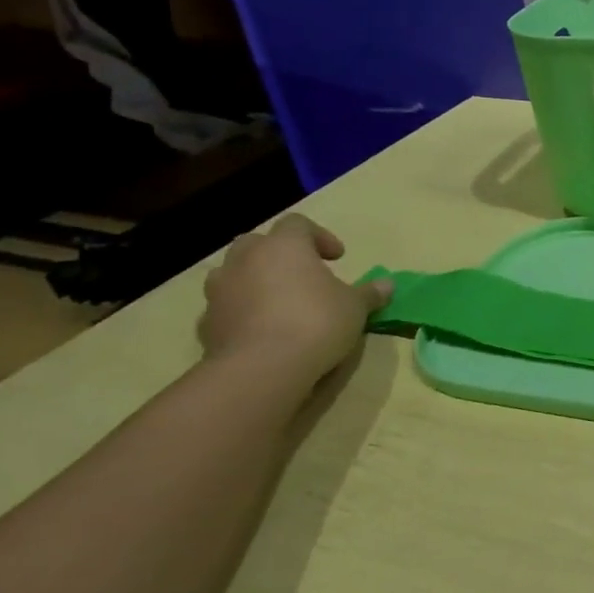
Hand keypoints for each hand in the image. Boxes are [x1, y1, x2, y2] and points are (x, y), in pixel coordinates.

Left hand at [199, 214, 391, 380]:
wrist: (262, 368)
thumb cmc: (316, 322)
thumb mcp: (355, 307)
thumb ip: (369, 293)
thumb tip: (387, 285)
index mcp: (284, 246)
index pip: (298, 224)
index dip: (319, 237)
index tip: (337, 258)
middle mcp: (246, 259)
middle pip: (258, 243)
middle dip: (279, 255)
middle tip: (302, 275)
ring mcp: (220, 290)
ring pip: (234, 273)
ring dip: (254, 281)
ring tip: (278, 302)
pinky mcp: (206, 323)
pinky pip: (226, 307)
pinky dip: (242, 312)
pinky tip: (262, 331)